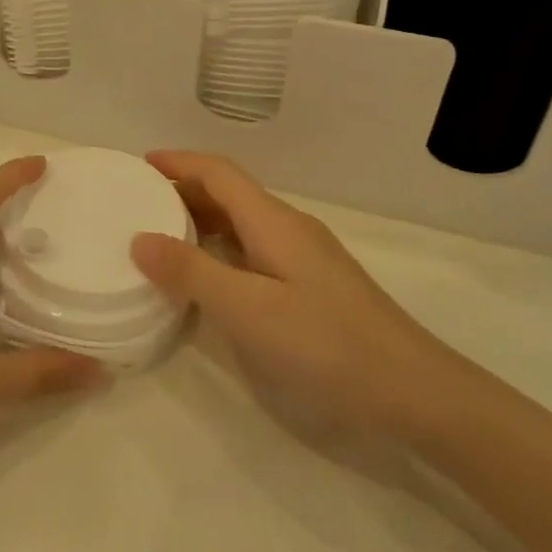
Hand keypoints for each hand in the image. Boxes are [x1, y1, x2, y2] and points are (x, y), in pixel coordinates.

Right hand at [132, 151, 453, 436]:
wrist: (412, 389)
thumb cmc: (325, 343)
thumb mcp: (248, 310)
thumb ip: (192, 273)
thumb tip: (140, 239)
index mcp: (273, 221)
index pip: (219, 172)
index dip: (179, 162)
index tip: (139, 164)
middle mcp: (288, 227)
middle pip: (230, 192)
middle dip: (184, 189)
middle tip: (140, 203)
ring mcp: (304, 255)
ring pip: (243, 221)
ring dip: (202, 219)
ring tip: (162, 234)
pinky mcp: (311, 283)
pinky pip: (254, 247)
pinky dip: (221, 247)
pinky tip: (209, 275)